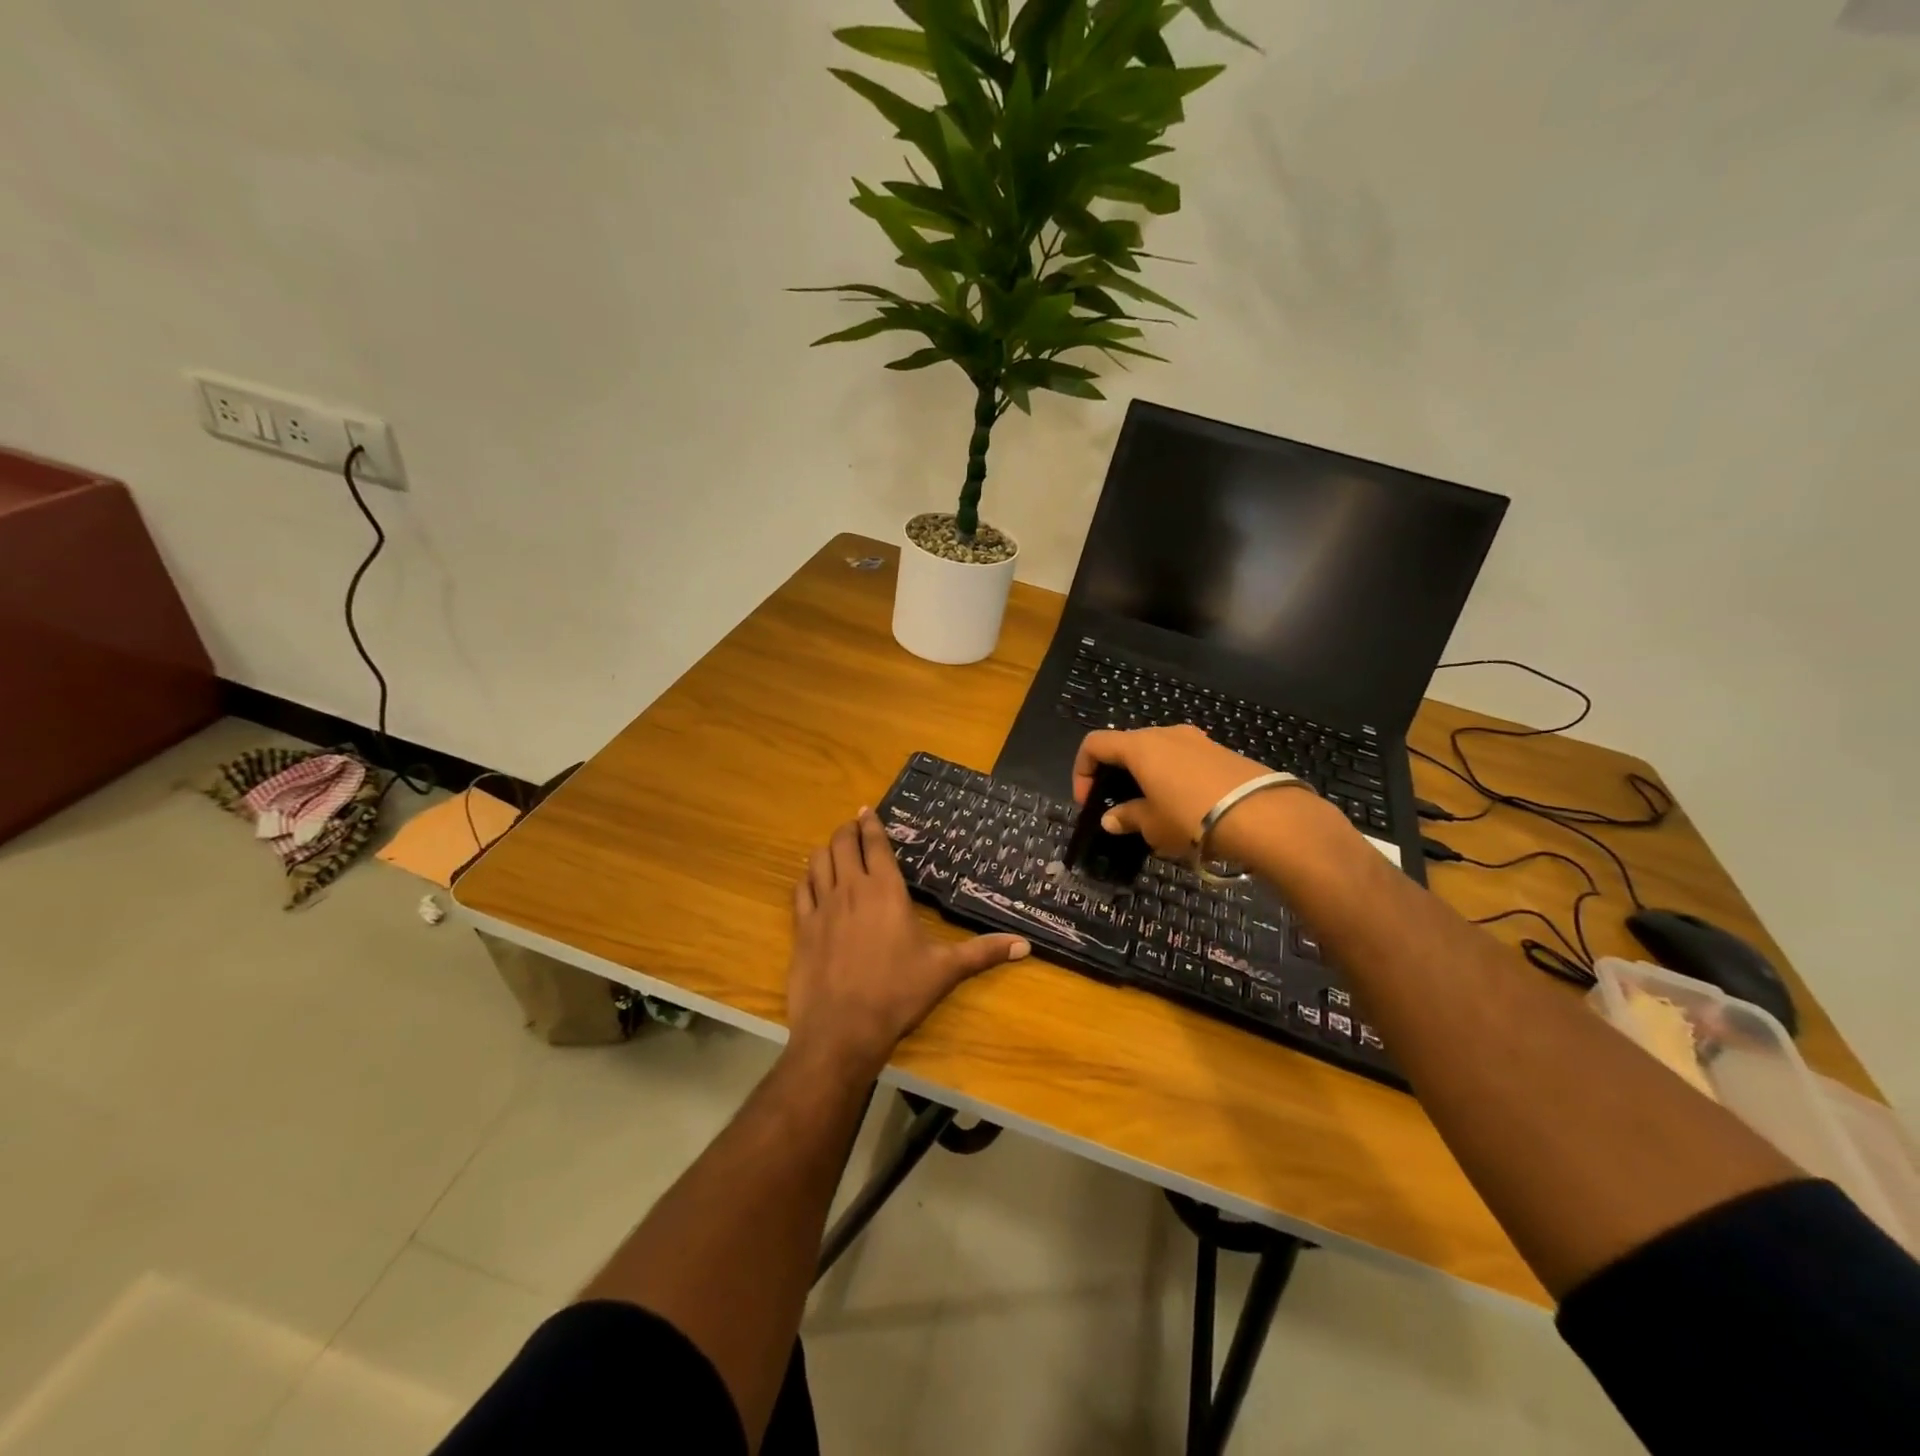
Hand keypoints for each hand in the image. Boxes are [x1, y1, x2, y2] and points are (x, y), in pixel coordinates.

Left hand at [786, 810, 1028, 1077]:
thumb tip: (1026, 945)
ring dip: (827, 849)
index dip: (871, 824)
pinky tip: (812, 882)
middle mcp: (851, 889)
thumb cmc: (898, 994)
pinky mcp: (802, 928)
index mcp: (885, 890)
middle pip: (842, 844)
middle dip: (848, 830)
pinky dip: (807, 878)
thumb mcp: (945, 971)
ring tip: (835, 850)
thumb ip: (983, 953)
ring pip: (817, 861)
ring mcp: (822, 907)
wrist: (842, 1030)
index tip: (868, 810)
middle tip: (854, 827)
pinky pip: (800, 890)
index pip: (875, 844)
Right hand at [1072, 725, 1275, 856]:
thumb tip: (1111, 819)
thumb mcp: (1152, 825)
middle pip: (1127, 746)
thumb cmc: (1192, 817)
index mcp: (1140, 746)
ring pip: (1158, 753)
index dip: (1082, 771)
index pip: (1095, 744)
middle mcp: (1165, 733)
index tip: (1089, 803)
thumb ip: (1127, 817)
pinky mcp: (1221, 753)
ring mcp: (1197, 740)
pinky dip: (1173, 779)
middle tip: (1119, 808)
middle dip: (1116, 775)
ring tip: (1154, 811)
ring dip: (1147, 778)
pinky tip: (1186, 809)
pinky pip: (1184, 761)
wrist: (1264, 816)